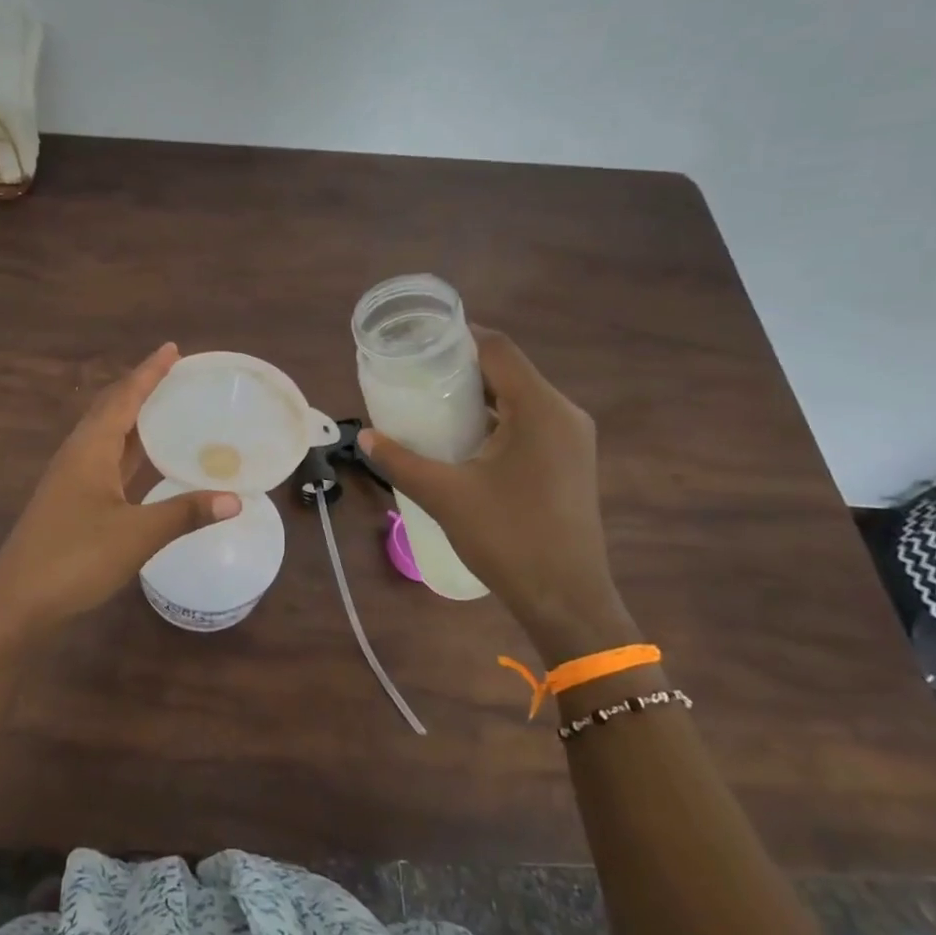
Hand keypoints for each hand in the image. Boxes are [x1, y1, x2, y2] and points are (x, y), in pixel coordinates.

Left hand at [0, 343, 240, 635]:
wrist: (17, 602)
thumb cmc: (74, 559)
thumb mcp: (136, 535)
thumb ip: (185, 513)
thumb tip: (235, 499)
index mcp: (90, 449)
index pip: (124, 398)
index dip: (149, 373)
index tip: (172, 349)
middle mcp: (78, 455)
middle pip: (113, 410)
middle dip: (142, 388)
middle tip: (176, 374)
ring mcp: (72, 480)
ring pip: (108, 437)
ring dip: (136, 419)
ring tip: (169, 408)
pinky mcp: (72, 502)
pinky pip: (107, 462)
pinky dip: (131, 452)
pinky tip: (149, 462)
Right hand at [361, 327, 635, 664]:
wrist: (566, 598)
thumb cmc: (508, 539)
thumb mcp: (445, 496)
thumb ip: (401, 462)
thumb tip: (364, 438)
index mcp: (539, 409)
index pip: (498, 349)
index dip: (459, 336)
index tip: (418, 339)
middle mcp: (562, 414)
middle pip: (508, 370)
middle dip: (461, 367)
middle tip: (414, 372)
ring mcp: (571, 439)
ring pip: (519, 397)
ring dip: (477, 395)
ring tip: (429, 401)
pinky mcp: (569, 461)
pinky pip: (528, 422)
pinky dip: (495, 419)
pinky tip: (461, 437)